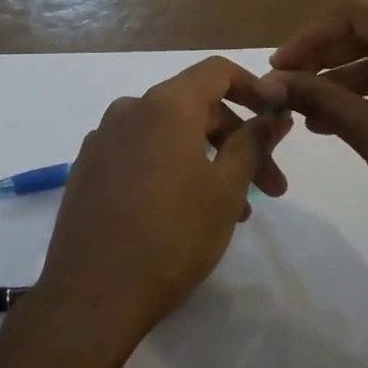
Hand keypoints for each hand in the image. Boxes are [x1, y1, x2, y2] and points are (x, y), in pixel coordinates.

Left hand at [35, 58, 292, 351]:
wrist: (92, 296)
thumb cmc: (172, 236)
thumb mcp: (227, 189)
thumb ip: (254, 142)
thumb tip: (275, 112)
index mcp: (164, 105)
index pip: (217, 71)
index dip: (254, 87)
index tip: (279, 115)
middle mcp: (129, 110)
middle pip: (195, 106)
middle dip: (238, 139)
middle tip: (270, 187)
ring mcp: (103, 140)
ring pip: (170, 134)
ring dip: (208, 160)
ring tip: (235, 211)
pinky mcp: (88, 169)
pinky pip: (142, 153)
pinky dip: (173, 168)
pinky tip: (186, 211)